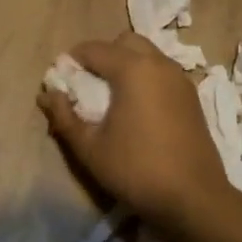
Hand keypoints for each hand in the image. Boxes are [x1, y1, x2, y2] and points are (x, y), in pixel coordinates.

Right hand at [37, 32, 231, 232]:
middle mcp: (159, 64)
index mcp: (132, 69)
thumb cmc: (136, 170)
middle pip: (124, 42)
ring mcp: (180, 79)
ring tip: (112, 97)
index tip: (61, 82)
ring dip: (126, 65)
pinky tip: (138, 109)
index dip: (72, 61)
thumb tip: (47, 94)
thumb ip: (64, 117)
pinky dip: (146, 78)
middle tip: (88, 85)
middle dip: (103, 55)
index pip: (93, 49)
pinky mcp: (192, 96)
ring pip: (147, 54)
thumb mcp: (90, 148)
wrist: (194, 199)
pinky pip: (162, 72)